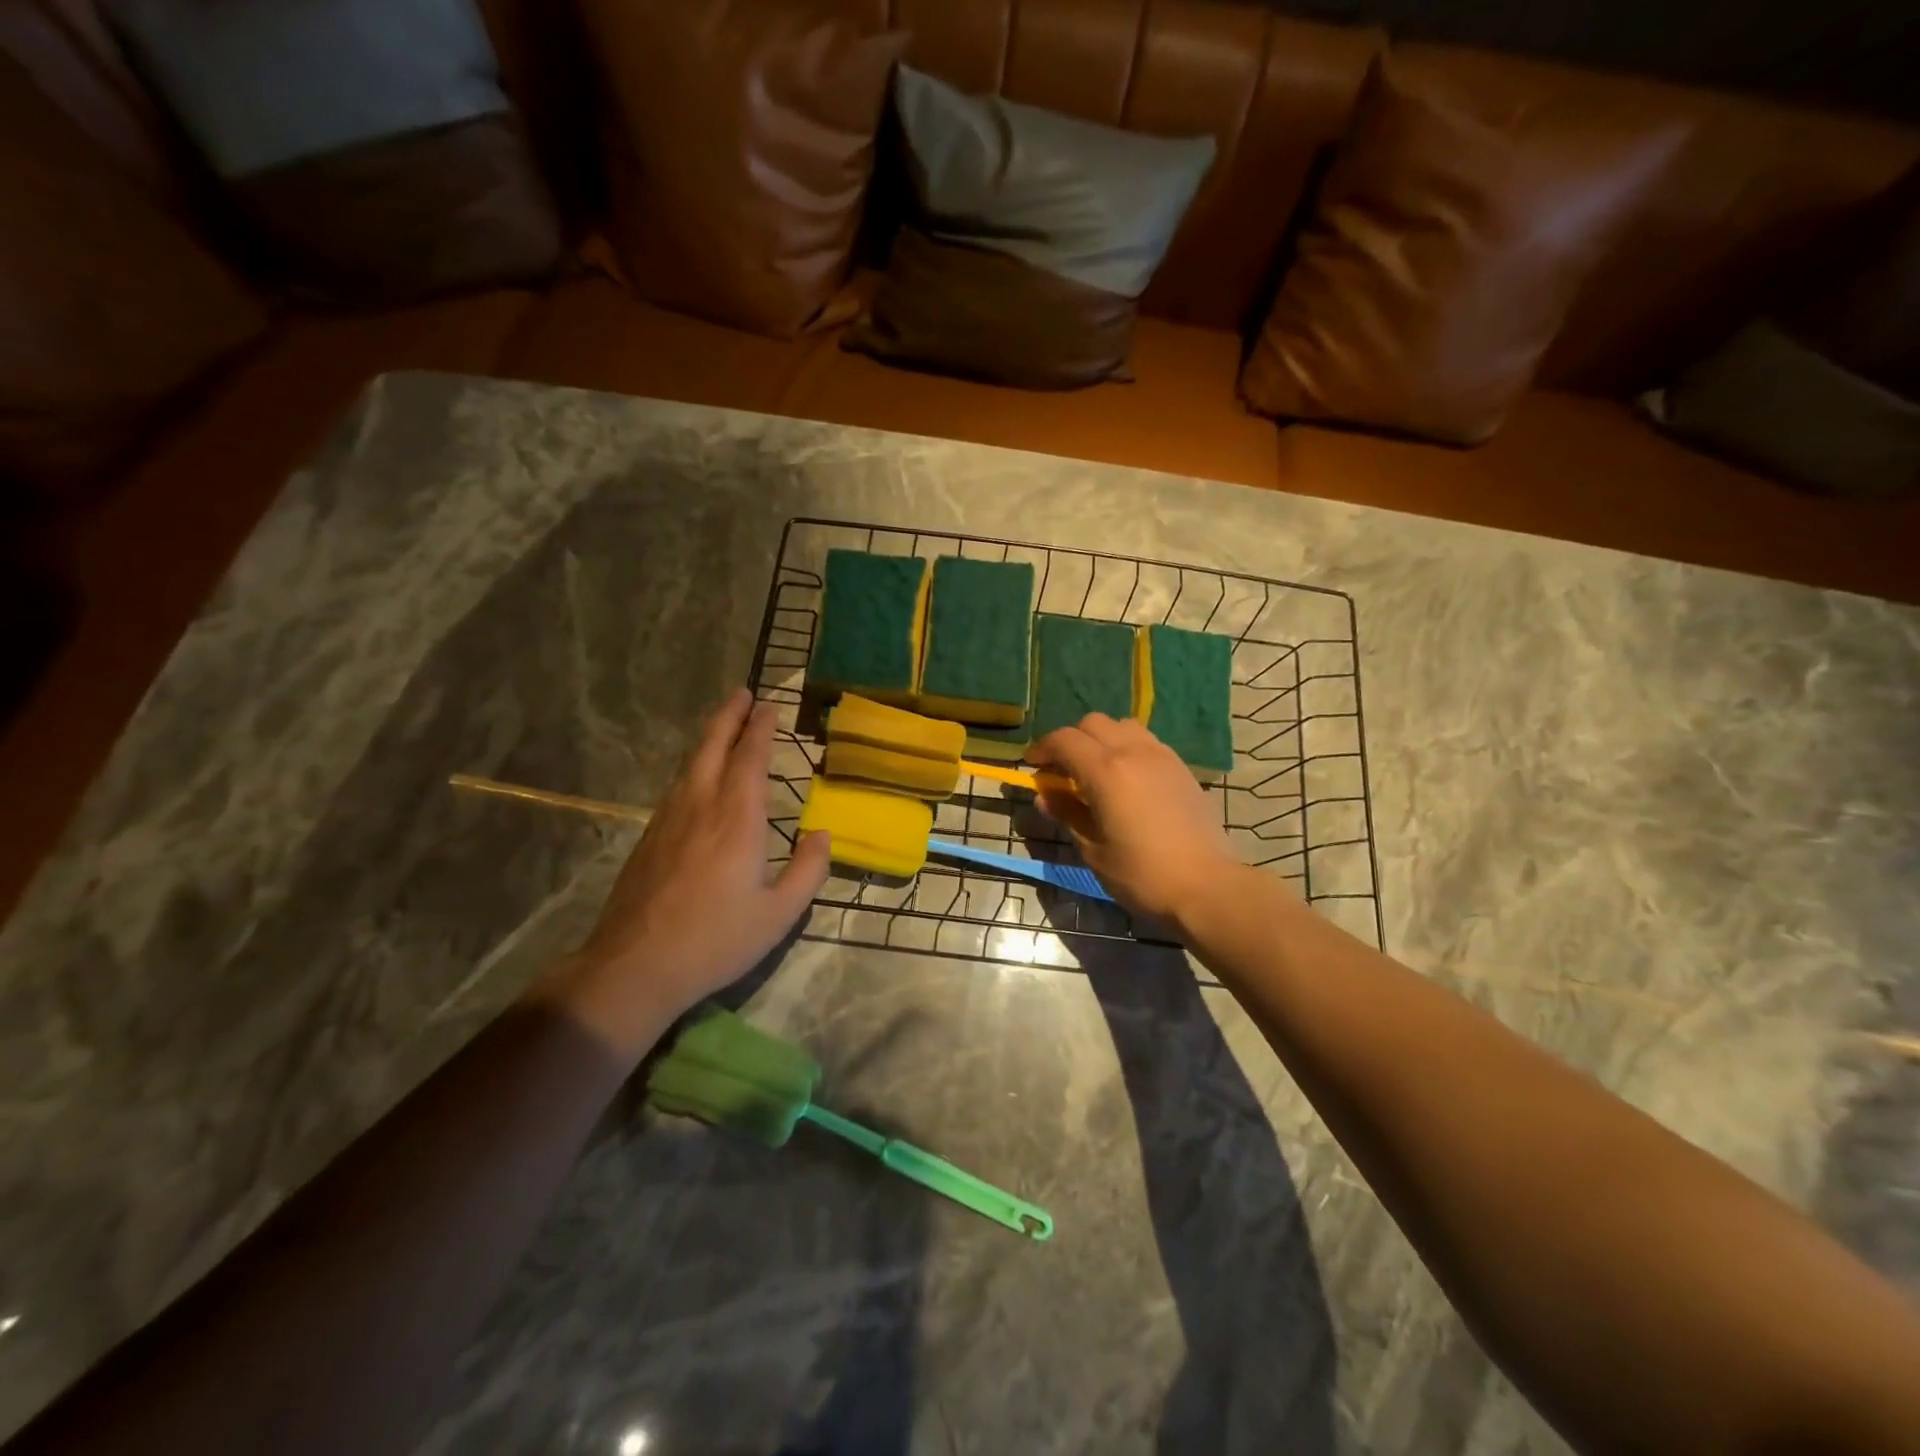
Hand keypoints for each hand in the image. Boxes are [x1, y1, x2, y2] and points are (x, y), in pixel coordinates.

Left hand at [538, 689, 830, 1059]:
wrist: (635, 966)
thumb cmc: (716, 940)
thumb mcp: (779, 913)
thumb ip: (808, 870)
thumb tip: (822, 834)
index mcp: (737, 818)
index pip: (751, 758)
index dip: (760, 728)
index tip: (768, 705)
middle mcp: (701, 805)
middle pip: (713, 746)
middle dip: (729, 715)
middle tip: (742, 692)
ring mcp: (668, 819)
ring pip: (691, 764)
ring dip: (710, 737)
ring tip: (724, 726)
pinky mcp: (649, 837)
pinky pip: (677, 786)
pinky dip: (695, 766)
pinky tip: (699, 778)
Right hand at [1028, 714, 1240, 926]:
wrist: (1207, 886)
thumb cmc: (1142, 875)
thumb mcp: (1093, 850)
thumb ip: (1067, 814)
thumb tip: (1045, 795)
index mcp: (1105, 771)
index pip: (1063, 740)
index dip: (1042, 748)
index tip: (1032, 766)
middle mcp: (1133, 751)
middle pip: (1092, 723)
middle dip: (1071, 740)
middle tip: (1062, 770)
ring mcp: (1161, 756)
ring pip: (1122, 725)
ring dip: (1101, 739)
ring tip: (1096, 770)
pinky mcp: (1181, 768)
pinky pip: (1146, 741)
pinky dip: (1127, 748)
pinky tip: (1127, 779)